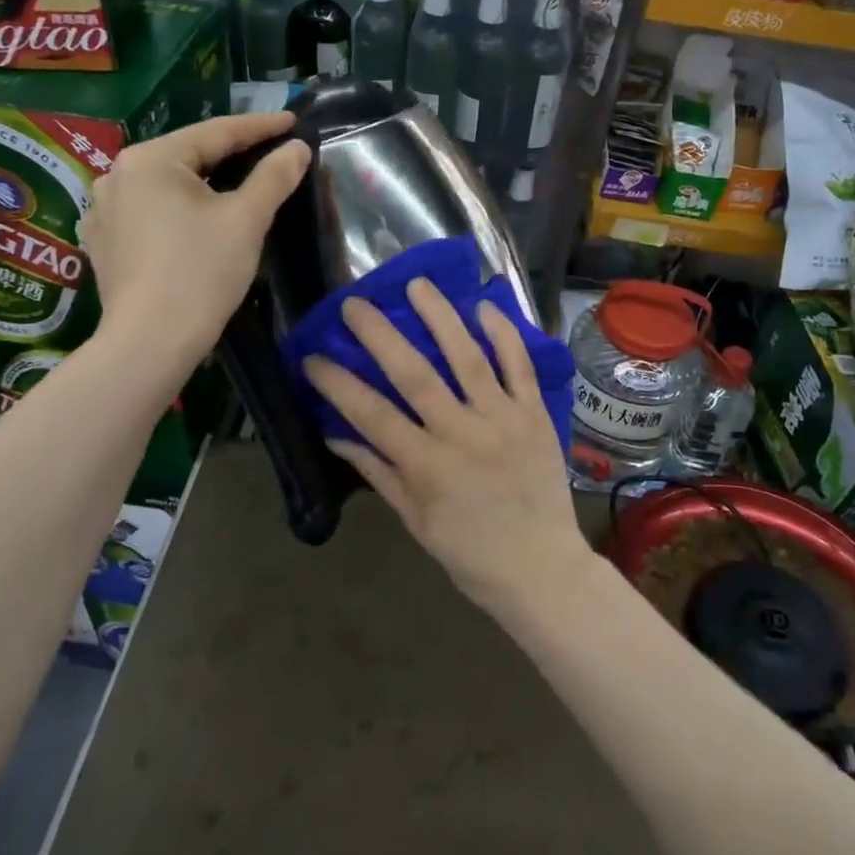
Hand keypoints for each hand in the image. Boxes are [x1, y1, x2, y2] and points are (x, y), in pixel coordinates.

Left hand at [80, 110, 308, 360]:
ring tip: (237, 181)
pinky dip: (179, 206)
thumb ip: (274, 176)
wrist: (150, 343)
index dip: (260, 126)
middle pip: (188, 155)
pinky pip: (150, 209)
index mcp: (150, 159)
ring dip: (204, 180)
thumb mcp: (246, 220)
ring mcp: (104, 208)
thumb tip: (298, 149)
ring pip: (168, 183)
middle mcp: (117, 174)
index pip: (216, 132)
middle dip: (231, 153)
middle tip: (270, 150)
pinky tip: (195, 216)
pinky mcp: (103, 240)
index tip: (293, 121)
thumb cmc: (201, 273)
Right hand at [302, 279, 592, 616]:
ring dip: (441, 318)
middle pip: (414, 373)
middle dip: (380, 334)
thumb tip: (337, 434)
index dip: (338, 382)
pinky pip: (520, 367)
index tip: (313, 356)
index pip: (371, 413)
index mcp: (425, 465)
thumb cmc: (470, 553)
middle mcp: (461, 433)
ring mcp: (502, 419)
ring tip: (418, 285)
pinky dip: (504, 335)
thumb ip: (378, 473)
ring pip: (468, 357)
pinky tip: (485, 307)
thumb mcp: (415, 521)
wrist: (541, 569)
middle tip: (355, 303)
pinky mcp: (535, 415)